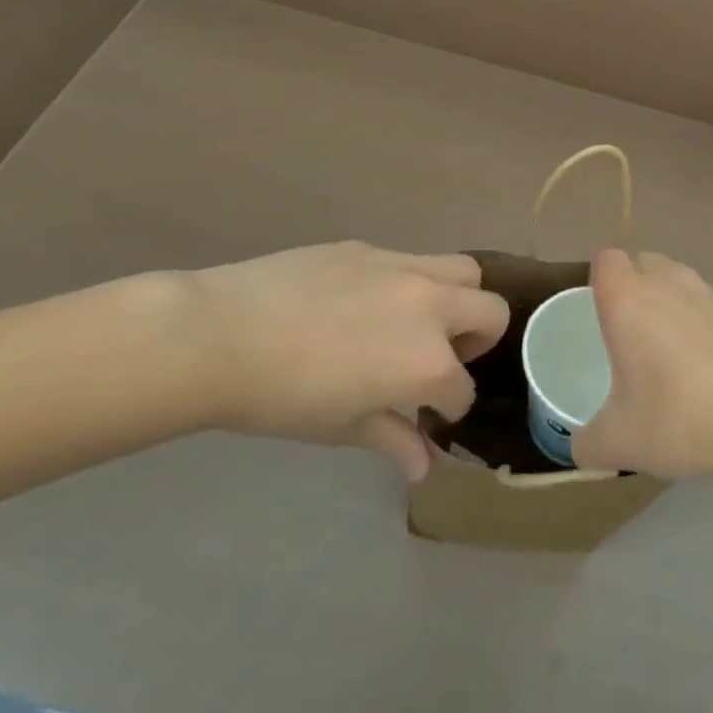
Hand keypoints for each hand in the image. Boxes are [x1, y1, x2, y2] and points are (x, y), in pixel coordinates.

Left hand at [176, 242, 508, 479]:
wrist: (222, 335)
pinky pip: (411, 261)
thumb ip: (393, 439)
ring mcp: (402, 268)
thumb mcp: (342, 427)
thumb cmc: (282, 398)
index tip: (427, 415)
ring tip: (420, 321)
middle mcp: (430, 306)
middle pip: (491, 312)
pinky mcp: (371, 248)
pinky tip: (367, 303)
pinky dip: (411, 284)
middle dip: (479, 342)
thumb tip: (424, 464)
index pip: (462, 389)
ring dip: (458, 300)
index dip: (447, 409)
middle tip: (441, 360)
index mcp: (428, 362)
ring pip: (464, 271)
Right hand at [572, 249, 712, 483]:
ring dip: (672, 303)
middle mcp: (670, 283)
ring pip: (682, 281)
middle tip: (631, 333)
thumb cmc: (681, 418)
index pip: (605, 259)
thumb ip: (587, 443)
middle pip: (644, 261)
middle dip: (634, 285)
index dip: (599, 279)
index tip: (599, 313)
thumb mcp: (620, 442)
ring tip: (673, 354)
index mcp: (629, 299)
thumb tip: (579, 448)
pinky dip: (708, 325)